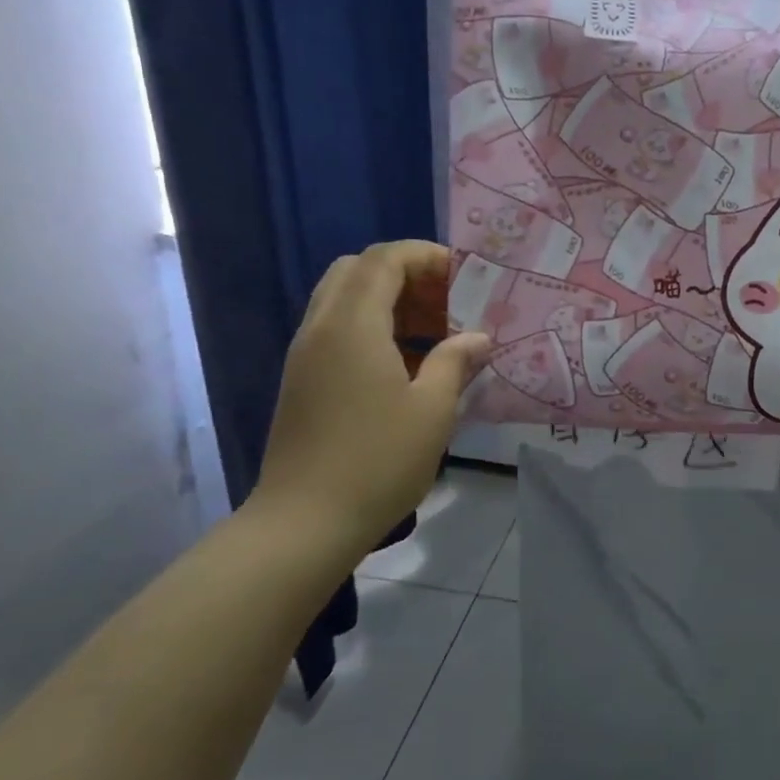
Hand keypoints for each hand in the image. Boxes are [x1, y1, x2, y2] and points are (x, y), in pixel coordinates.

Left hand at [249, 241, 490, 552]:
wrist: (304, 523)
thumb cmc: (377, 461)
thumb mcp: (432, 410)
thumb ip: (456, 362)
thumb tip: (478, 338)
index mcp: (352, 324)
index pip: (384, 259)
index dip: (426, 256)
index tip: (465, 277)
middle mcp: (321, 328)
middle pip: (358, 270)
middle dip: (406, 275)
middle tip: (447, 302)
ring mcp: (305, 355)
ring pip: (344, 300)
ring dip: (389, 303)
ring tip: (435, 334)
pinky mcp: (301, 381)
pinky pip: (337, 330)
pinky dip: (372, 328)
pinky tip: (406, 365)